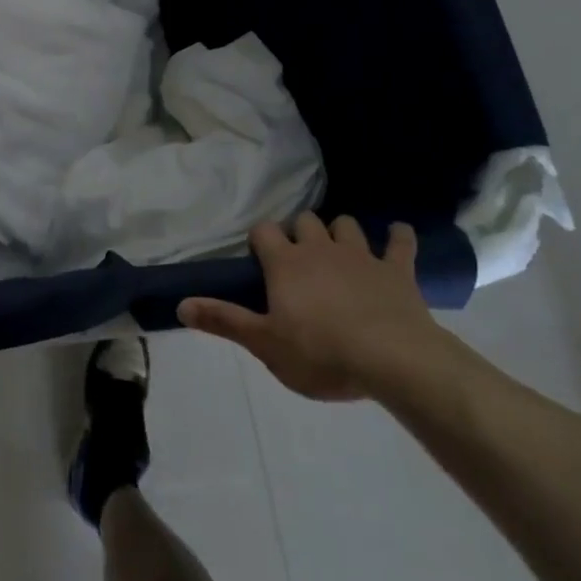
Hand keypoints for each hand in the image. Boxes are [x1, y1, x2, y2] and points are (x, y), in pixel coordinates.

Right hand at [177, 213, 447, 400]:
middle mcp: (320, 249)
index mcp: (286, 263)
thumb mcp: (265, 344)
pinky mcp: (397, 271)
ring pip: (346, 225)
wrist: (393, 360)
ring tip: (339, 250)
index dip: (260, 240)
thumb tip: (180, 305)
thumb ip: (223, 320)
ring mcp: (361, 256)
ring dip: (340, 233)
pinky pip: (400, 243)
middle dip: (300, 232)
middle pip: (305, 220)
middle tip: (299, 258)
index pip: (264, 231)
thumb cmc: (321, 353)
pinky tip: (397, 235)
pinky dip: (398, 237)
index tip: (261, 259)